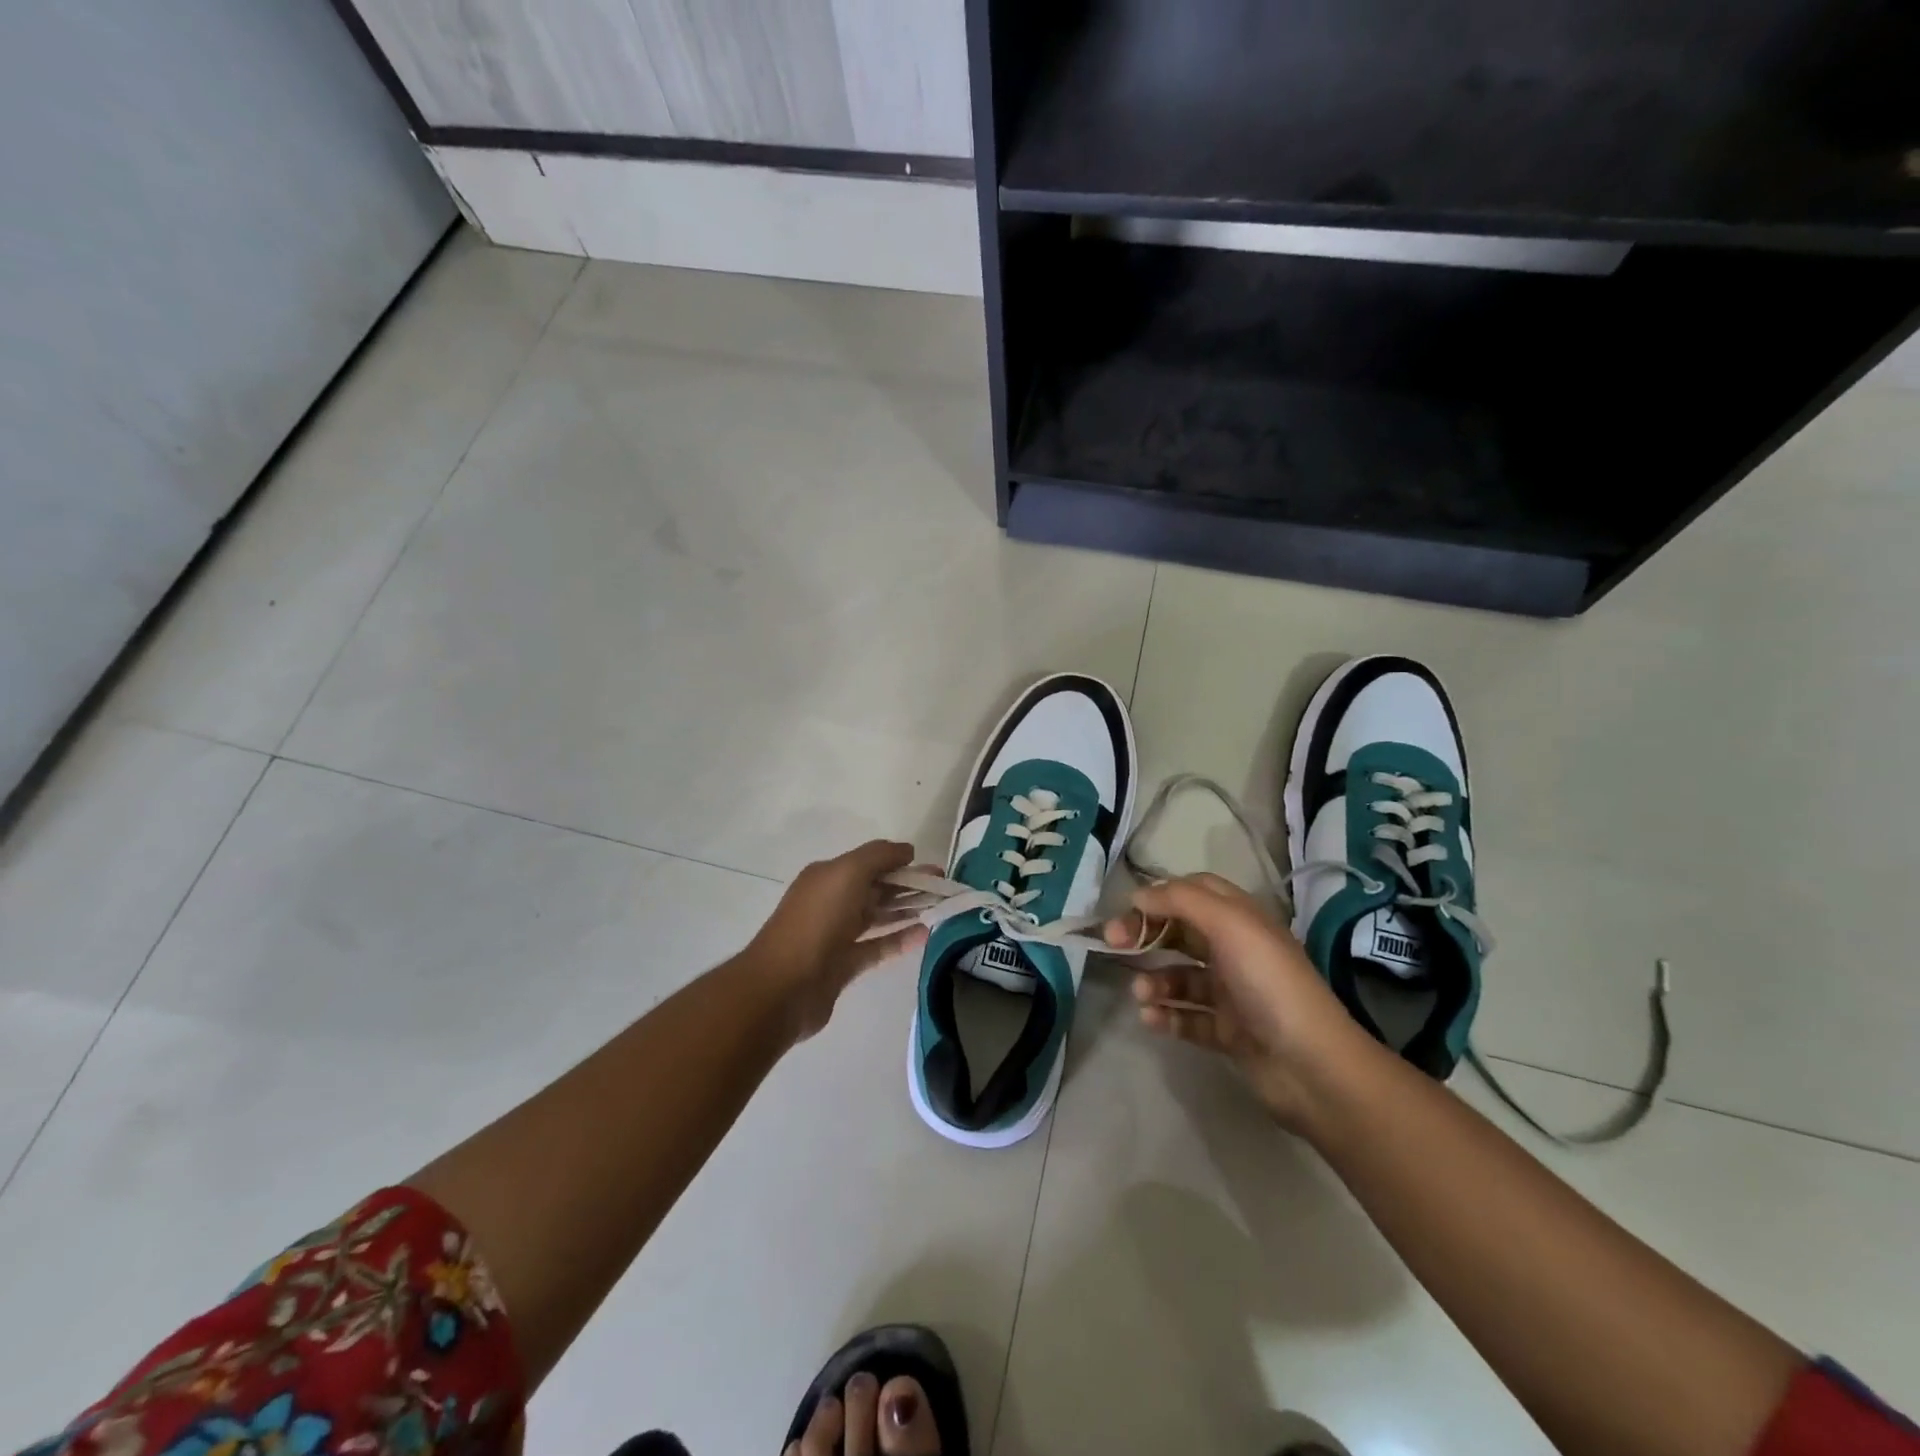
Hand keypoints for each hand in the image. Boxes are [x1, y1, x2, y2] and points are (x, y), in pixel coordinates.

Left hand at [746, 840, 931, 1041]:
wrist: (784, 986)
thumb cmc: (816, 922)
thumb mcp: (846, 873)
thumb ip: (878, 856)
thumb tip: (907, 850)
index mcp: (828, 876)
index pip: (870, 862)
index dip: (901, 862)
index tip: (933, 868)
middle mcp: (832, 901)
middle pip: (877, 888)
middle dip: (910, 885)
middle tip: (944, 889)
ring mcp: (837, 935)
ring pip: (879, 916)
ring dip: (908, 910)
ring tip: (940, 909)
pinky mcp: (844, 965)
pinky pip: (878, 946)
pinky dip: (900, 939)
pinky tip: (925, 935)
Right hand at [1106, 873, 1383, 1133]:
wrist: (1312, 1067)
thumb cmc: (1270, 984)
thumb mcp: (1230, 925)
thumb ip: (1182, 901)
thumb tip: (1139, 896)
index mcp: (1241, 920)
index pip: (1194, 892)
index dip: (1160, 895)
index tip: (1129, 909)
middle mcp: (1236, 952)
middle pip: (1181, 933)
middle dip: (1146, 935)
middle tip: (1113, 944)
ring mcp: (1233, 994)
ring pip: (1181, 978)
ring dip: (1155, 981)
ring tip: (1141, 995)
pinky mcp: (1228, 1033)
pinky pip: (1187, 1018)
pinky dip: (1167, 1016)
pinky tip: (1151, 1020)